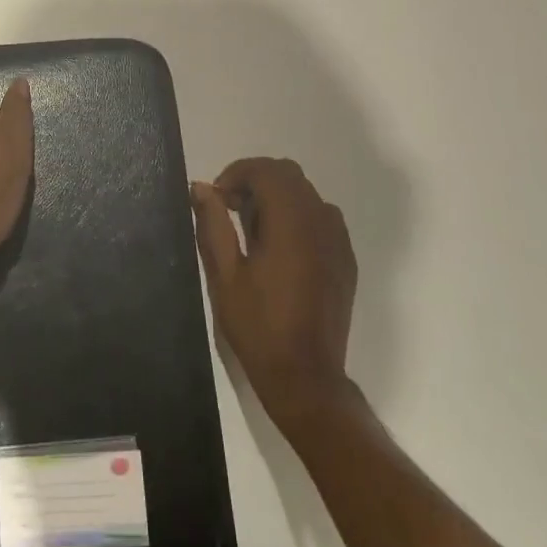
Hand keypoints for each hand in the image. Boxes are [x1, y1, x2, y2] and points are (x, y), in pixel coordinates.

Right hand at [190, 158, 356, 430]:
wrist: (305, 376)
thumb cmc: (258, 326)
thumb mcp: (224, 275)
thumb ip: (213, 224)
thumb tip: (201, 188)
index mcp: (291, 223)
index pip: (266, 170)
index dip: (236, 174)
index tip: (216, 199)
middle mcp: (321, 222)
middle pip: (289, 175)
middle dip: (255, 181)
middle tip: (229, 210)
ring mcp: (338, 241)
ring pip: (306, 194)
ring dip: (276, 197)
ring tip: (251, 231)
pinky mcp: (345, 260)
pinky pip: (321, 218)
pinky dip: (296, 216)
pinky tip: (278, 250)